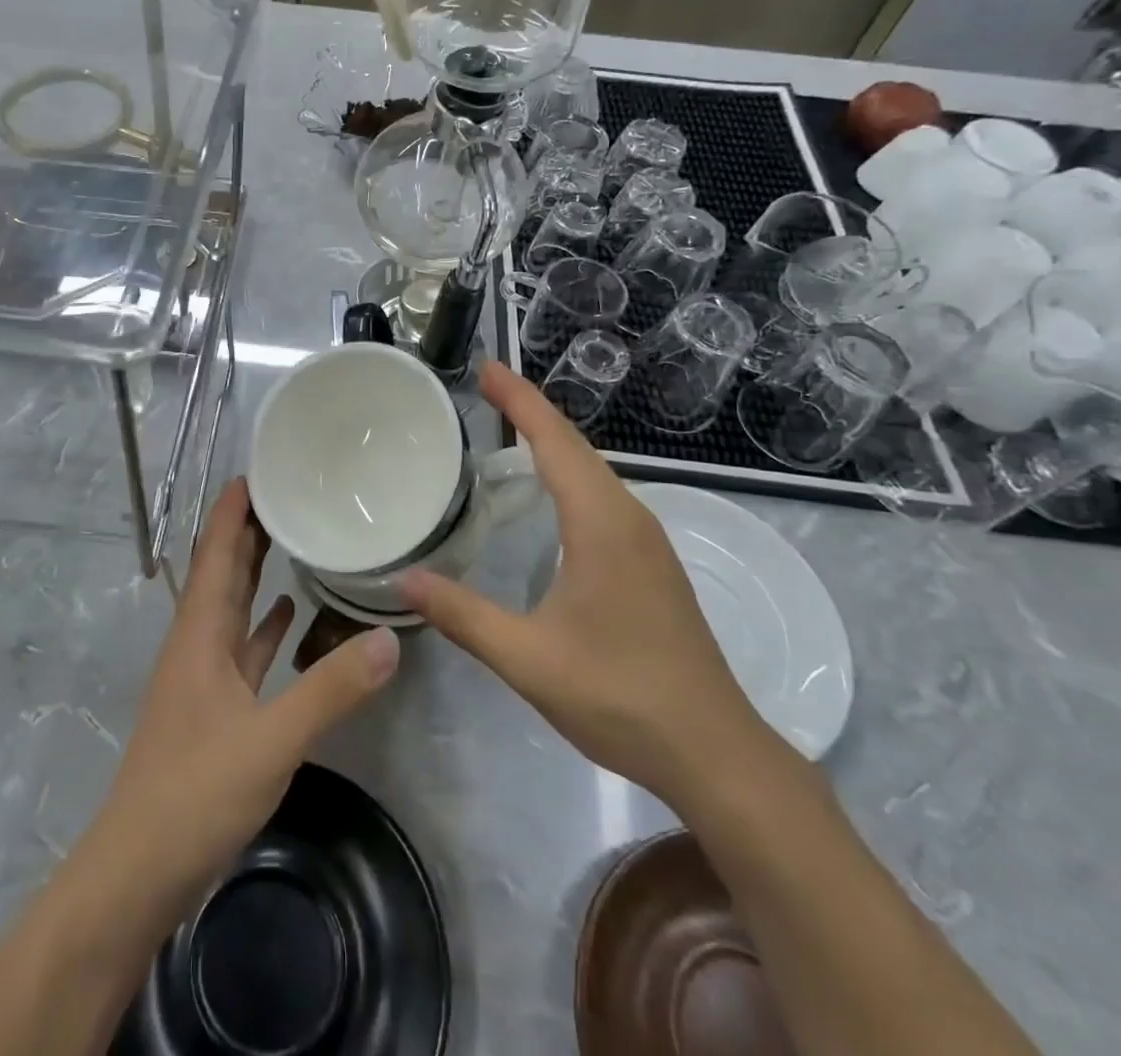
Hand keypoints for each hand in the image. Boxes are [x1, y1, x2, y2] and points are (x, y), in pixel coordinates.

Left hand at [89, 478, 399, 915]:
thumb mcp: (271, 740)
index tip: (257, 471)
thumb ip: (330, 689)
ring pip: (231, 609)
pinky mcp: (213, 711)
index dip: (231, 511)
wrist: (137, 872)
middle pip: (222, 573)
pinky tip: (287, 616)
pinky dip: (263, 627)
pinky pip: (242, 651)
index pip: (214, 553)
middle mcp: (196, 645)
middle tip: (286, 494)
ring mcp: (202, 680)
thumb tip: (389, 638)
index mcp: (199, 635)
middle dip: (247, 531)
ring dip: (253, 572)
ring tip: (290, 539)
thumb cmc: (194, 793)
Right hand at [400, 362, 765, 802]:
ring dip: (551, 440)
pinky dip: (567, 472)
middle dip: (530, 409)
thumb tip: (404, 579)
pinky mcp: (650, 563)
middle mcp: (628, 518)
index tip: (487, 366)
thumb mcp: (528, 659)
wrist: (716, 753)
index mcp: (602, 524)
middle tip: (484, 386)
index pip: (555, 442)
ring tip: (508, 424)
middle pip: (575, 446)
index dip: (520, 399)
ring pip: (593, 470)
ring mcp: (646, 541)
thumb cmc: (621, 697)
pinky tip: (547, 492)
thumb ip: (463, 615)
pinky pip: (601, 496)